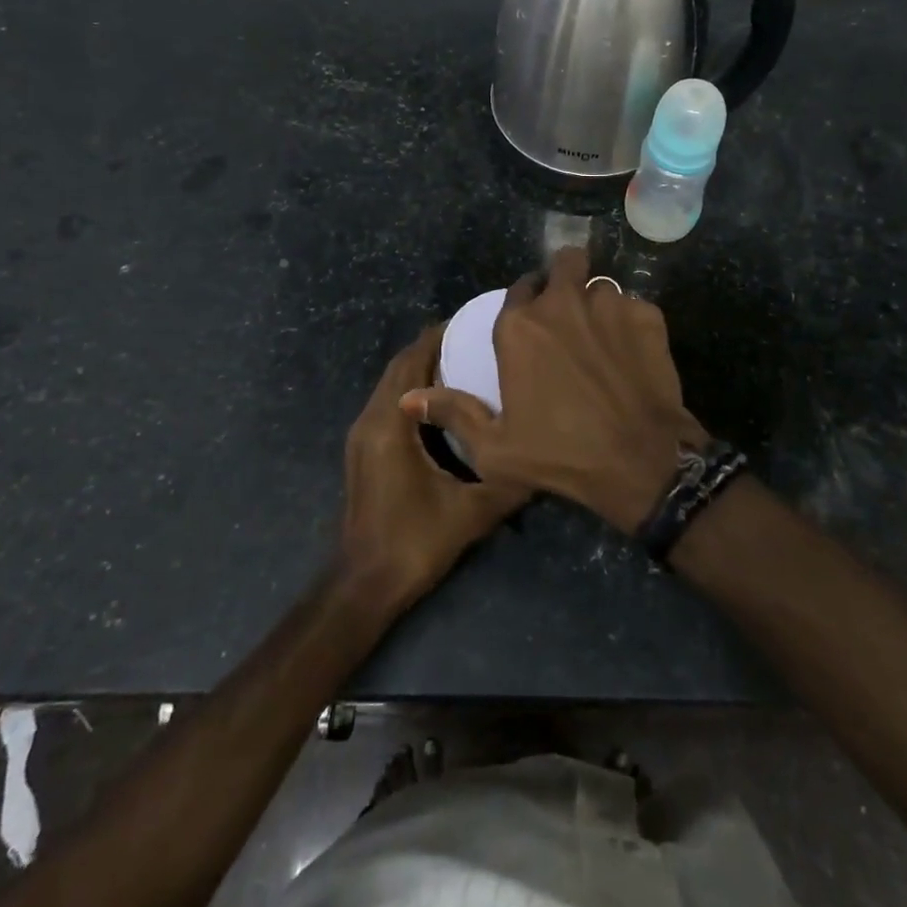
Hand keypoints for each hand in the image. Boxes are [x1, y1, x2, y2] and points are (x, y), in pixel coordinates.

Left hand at [340, 327, 529, 612]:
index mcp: (390, 424)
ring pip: (391, 384)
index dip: (439, 336)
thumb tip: (545, 453)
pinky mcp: (363, 449)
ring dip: (421, 366)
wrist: (364, 585)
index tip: (473, 321)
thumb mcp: (471, 511)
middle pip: (400, 366)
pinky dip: (413, 389)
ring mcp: (362, 435)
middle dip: (432, 346)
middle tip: (474, 337)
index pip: (413, 360)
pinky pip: (389, 402)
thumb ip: (509, 480)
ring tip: (463, 359)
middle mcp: (370, 420)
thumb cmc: (414, 542)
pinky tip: (443, 400)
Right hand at [401, 249, 704, 533]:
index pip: (519, 286)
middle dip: (565, 277)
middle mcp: (562, 303)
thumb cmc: (560, 455)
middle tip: (569, 311)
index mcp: (519, 326)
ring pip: (601, 285)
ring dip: (597, 303)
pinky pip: (634, 306)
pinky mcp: (648, 315)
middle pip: (565, 262)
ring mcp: (610, 304)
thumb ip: (452, 412)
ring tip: (602, 337)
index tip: (532, 319)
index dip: (526, 299)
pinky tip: (632, 353)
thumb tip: (407, 399)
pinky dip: (631, 323)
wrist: (640, 462)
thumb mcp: (494, 448)